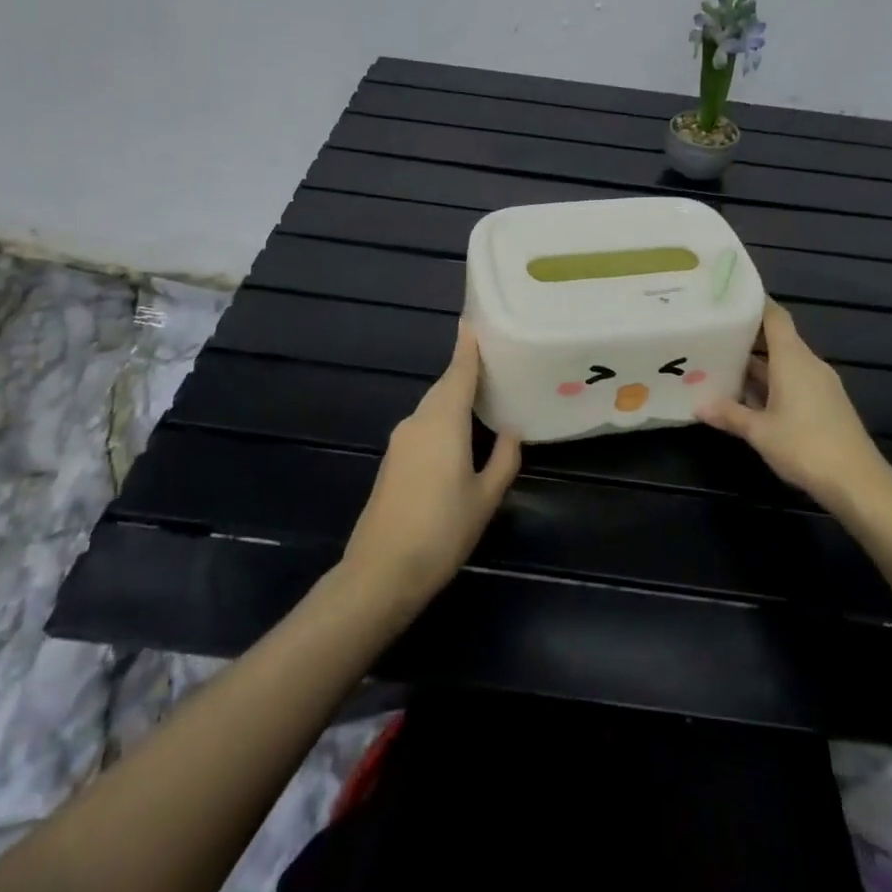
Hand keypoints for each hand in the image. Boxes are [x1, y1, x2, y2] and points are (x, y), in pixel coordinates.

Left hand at [343, 323, 522, 611]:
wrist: (381, 571)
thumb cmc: (441, 531)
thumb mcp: (485, 497)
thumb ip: (502, 459)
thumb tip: (510, 431)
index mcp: (443, 421)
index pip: (458, 372)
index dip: (467, 346)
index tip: (473, 319)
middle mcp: (418, 421)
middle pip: (444, 386)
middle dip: (465, 370)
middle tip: (495, 360)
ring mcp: (401, 440)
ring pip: (433, 406)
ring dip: (455, 396)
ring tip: (485, 394)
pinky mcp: (394, 460)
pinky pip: (424, 425)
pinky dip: (443, 417)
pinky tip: (460, 431)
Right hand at [697, 299, 891, 516]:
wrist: (857, 482)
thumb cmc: (805, 445)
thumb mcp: (759, 431)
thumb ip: (729, 414)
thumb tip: (699, 405)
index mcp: (793, 359)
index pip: (775, 317)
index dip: (755, 303)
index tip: (729, 297)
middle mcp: (808, 364)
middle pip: (777, 339)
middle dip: (747, 338)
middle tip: (713, 334)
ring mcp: (820, 385)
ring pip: (784, 364)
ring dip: (757, 365)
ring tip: (722, 365)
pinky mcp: (825, 404)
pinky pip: (793, 382)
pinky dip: (771, 383)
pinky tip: (749, 398)